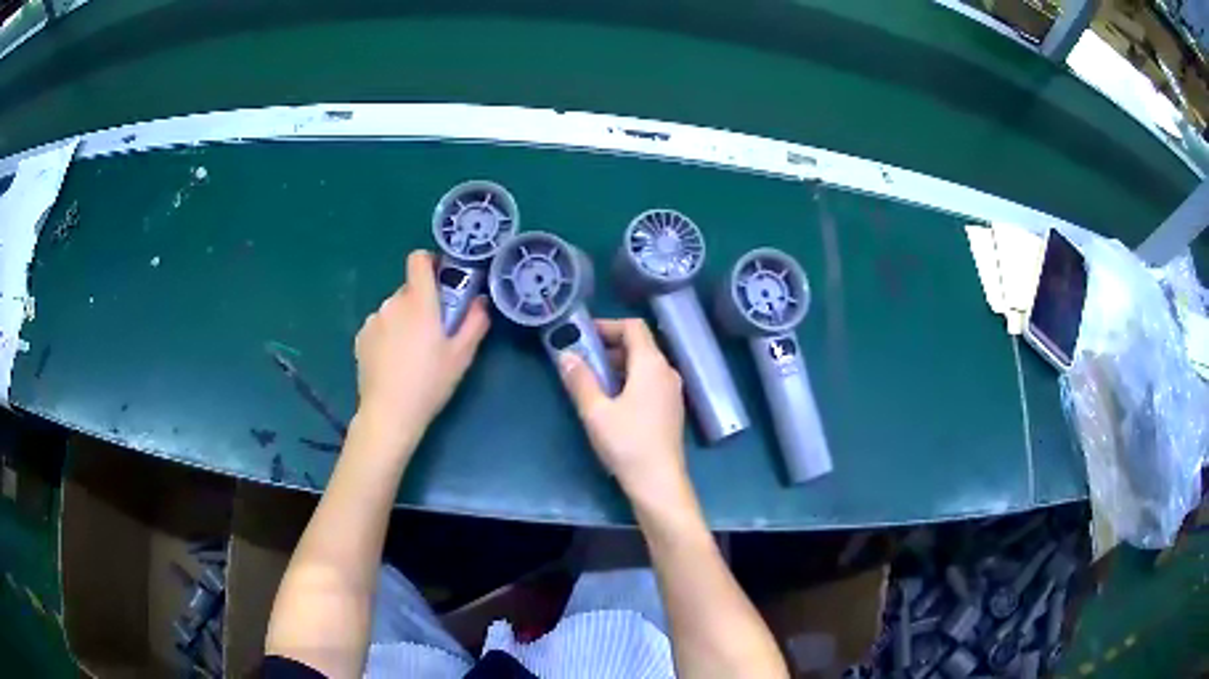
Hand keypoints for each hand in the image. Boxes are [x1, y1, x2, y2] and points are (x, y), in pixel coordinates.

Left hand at [354, 250, 489, 440]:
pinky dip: (388, 334)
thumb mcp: (462, 356)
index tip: (441, 280)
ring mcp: (373, 320)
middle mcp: (393, 303)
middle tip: (433, 332)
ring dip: (404, 320)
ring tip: (411, 353)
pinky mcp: (361, 337)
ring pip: (394, 309)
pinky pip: (379, 325)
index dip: (430, 262)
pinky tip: (393, 362)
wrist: (389, 413)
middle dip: (422, 302)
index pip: (418, 259)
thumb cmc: (430, 383)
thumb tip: (481, 300)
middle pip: (410, 289)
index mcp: (419, 301)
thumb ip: (475, 322)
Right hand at [559, 318, 687, 499]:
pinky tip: (610, 401)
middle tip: (580, 360)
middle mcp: (666, 371)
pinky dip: (628, 381)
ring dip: (617, 366)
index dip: (607, 326)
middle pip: (639, 345)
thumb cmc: (627, 443)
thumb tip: (566, 355)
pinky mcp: (670, 409)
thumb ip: (580, 380)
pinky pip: (648, 382)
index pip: (633, 327)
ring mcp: (672, 391)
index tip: (581, 337)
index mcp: (651, 364)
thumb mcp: (595, 411)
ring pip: (643, 365)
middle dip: (608, 347)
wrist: (658, 482)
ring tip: (590, 382)